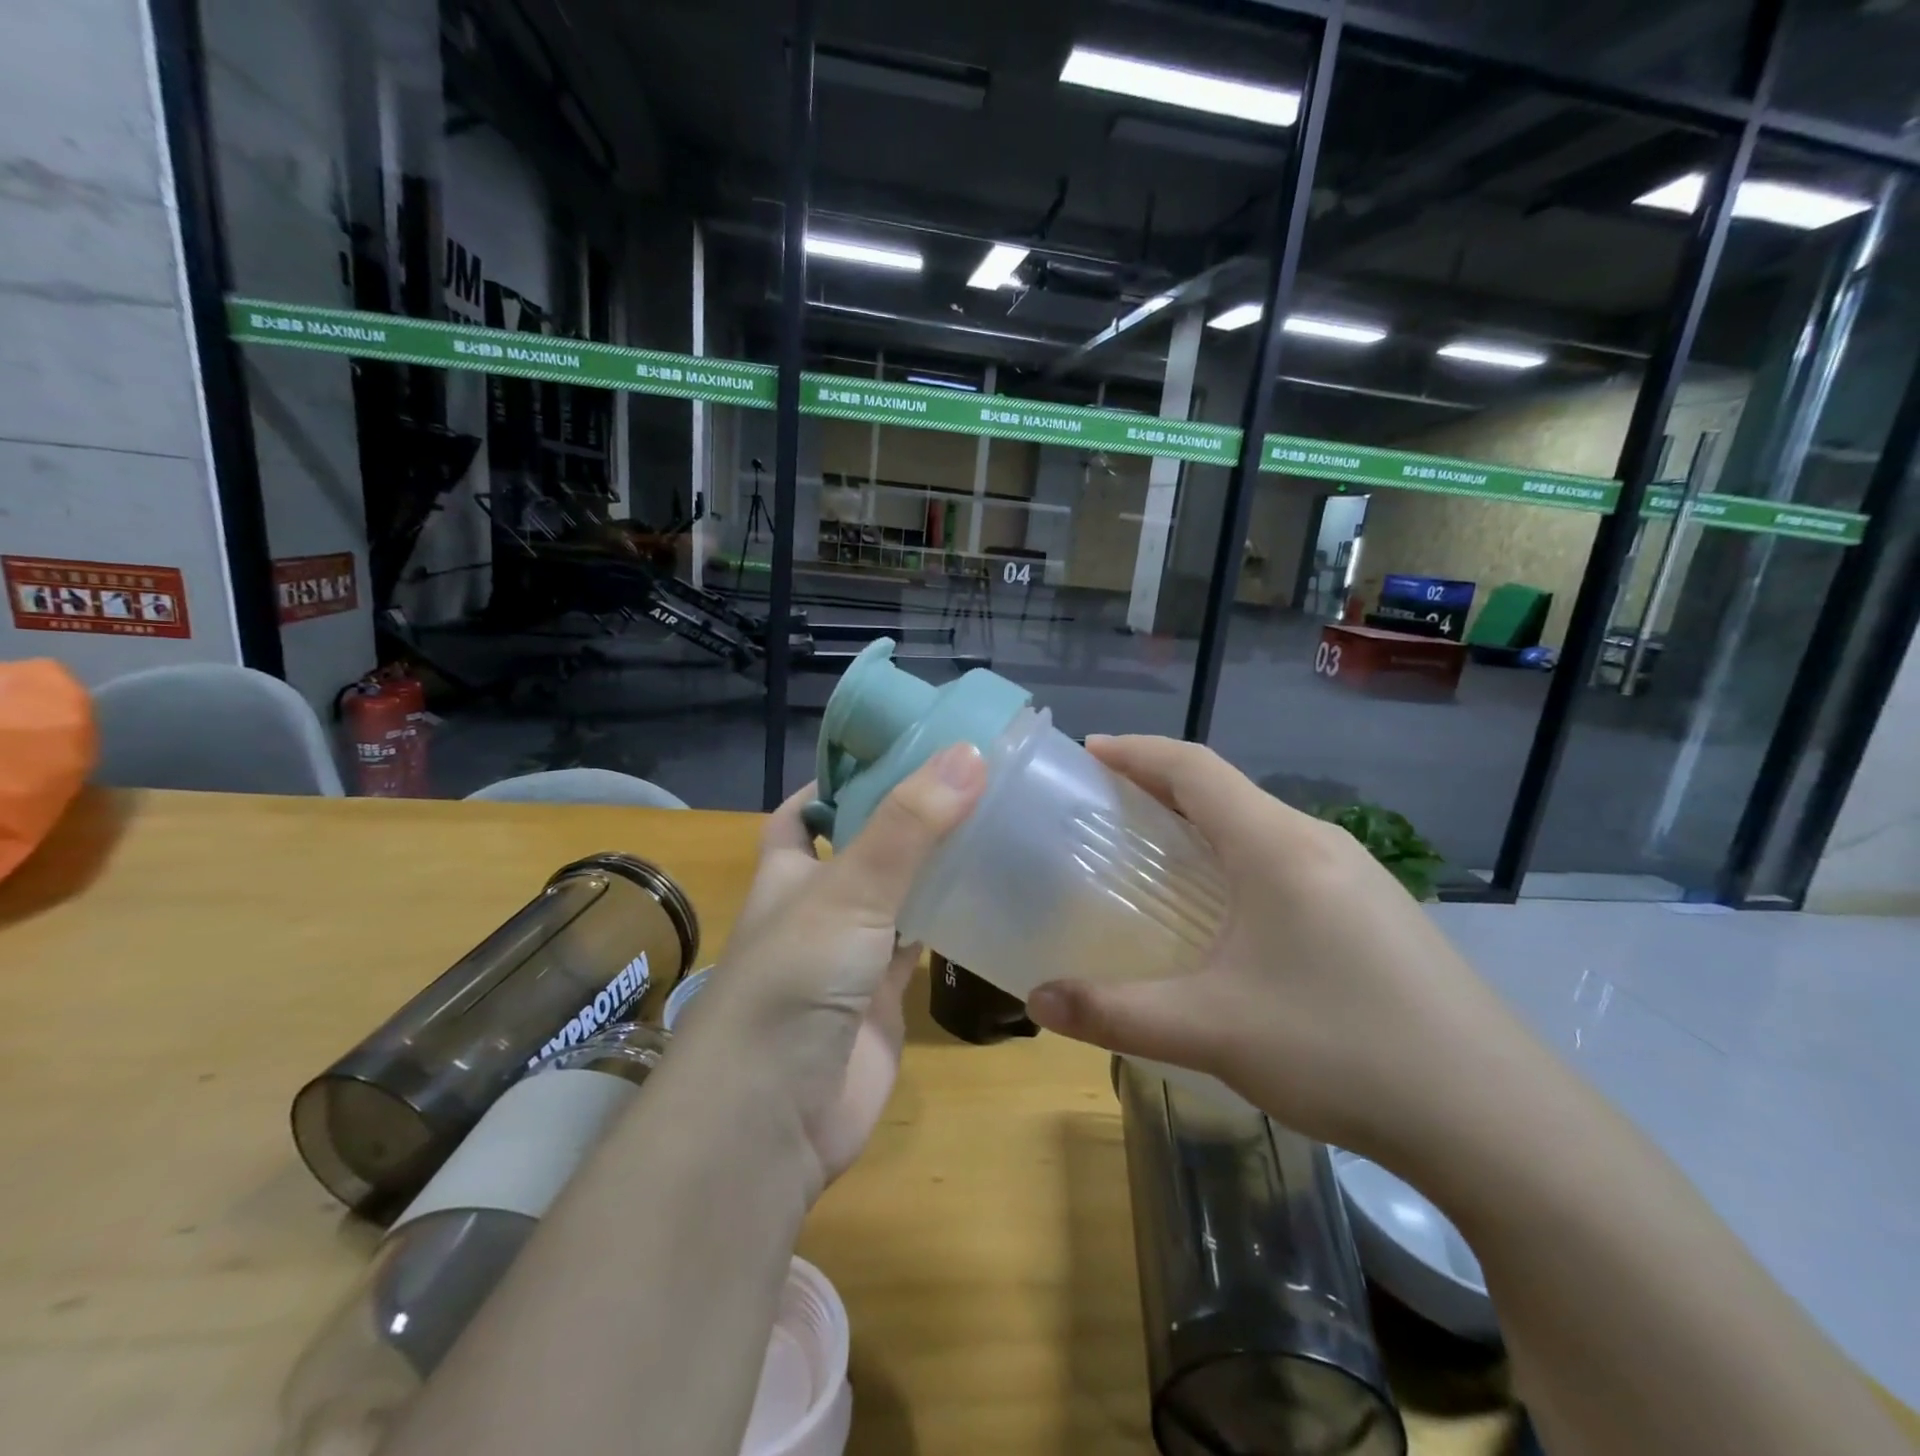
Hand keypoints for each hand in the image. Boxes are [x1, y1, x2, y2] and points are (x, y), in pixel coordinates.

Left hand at [675, 744, 985, 1194]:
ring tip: (992, 821)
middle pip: (862, 848)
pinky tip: (992, 894)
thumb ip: (908, 826)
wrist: (774, 1119)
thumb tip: (969, 752)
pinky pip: (921, 946)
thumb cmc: (793, 983)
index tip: (899, 749)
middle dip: (904, 818)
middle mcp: (818, 907)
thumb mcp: (848, 892)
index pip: (806, 811)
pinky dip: (949, 922)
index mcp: (789, 871)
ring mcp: (852, 954)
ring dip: (933, 867)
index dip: (840, 780)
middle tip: (969, 780)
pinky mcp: (884, 998)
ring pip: (897, 895)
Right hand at [1024, 735, 1524, 1161]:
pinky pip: (1290, 860)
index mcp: (1276, 847)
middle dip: (1162, 786)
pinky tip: (1232, 913)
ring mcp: (1359, 876)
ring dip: (1205, 824)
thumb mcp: (1212, 1030)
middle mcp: (1319, 844)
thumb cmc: (1343, 1050)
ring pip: (1262, 826)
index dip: (1136, 751)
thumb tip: (1037, 1000)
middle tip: (1108, 808)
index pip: (1194, 768)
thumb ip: (1114, 1013)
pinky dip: (1240, 858)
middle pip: (1227, 790)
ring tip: (1159, 855)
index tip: (1087, 753)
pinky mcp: (1379, 912)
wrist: (1500, 1121)